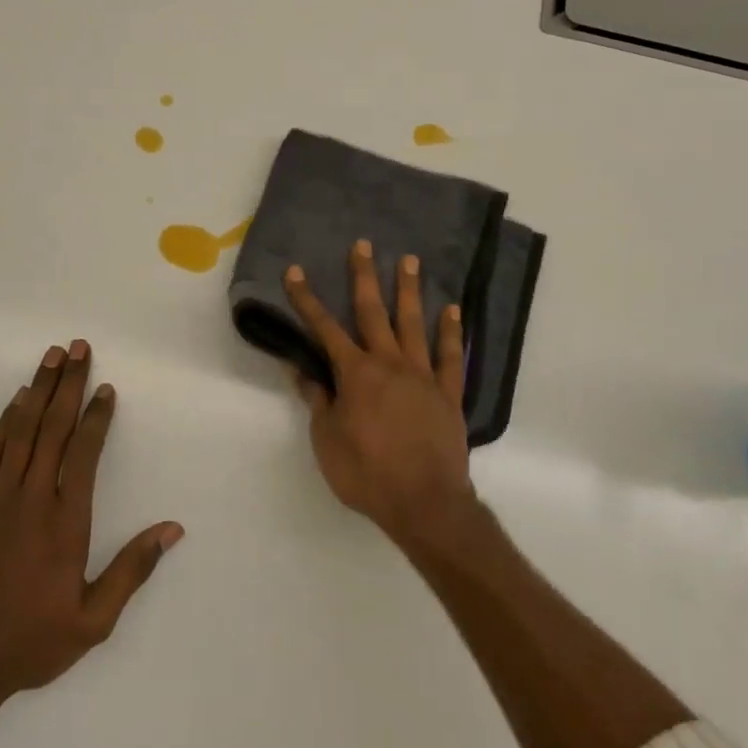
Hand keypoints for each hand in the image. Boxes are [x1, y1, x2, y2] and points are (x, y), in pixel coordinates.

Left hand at [0, 341, 183, 702]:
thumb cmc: (31, 643)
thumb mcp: (94, 620)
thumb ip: (132, 570)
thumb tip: (172, 529)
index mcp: (66, 522)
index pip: (84, 453)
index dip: (97, 416)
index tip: (106, 388)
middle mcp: (32, 499)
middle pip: (53, 428)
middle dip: (69, 384)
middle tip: (78, 347)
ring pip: (20, 431)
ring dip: (38, 390)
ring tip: (51, 357)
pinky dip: (4, 421)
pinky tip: (16, 401)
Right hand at [282, 240, 474, 544]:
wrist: (425, 503)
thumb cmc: (367, 474)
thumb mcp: (327, 441)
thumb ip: (318, 401)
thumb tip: (302, 369)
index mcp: (355, 375)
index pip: (324, 329)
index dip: (306, 299)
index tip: (295, 271)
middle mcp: (389, 364)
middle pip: (373, 312)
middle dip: (364, 277)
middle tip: (364, 244)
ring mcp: (423, 375)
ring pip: (414, 324)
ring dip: (409, 291)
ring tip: (410, 260)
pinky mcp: (449, 393)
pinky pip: (451, 356)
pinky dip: (451, 332)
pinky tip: (452, 310)